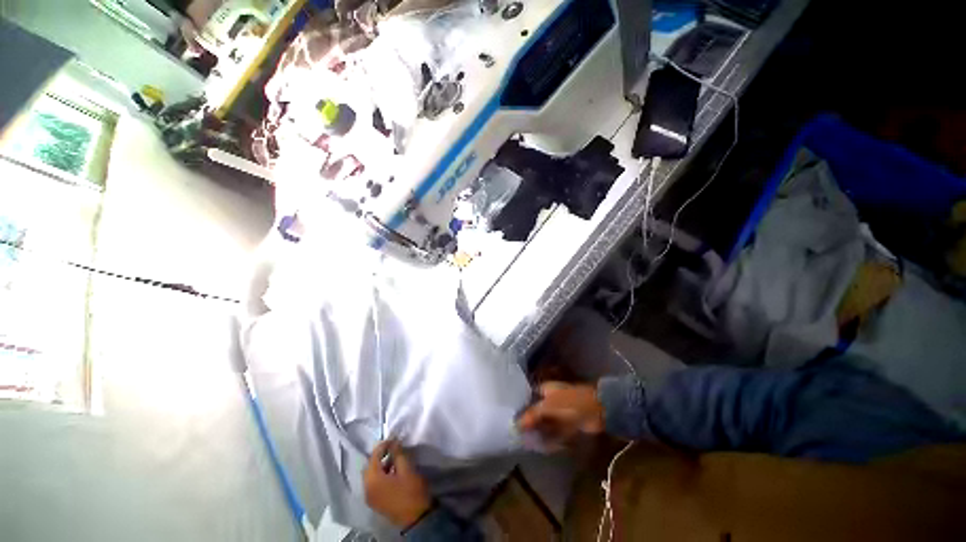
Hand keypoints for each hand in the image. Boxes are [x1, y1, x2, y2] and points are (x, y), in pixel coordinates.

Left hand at [364, 440, 432, 527]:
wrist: (416, 518)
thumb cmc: (411, 491)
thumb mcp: (406, 468)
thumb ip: (398, 454)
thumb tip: (393, 442)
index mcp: (372, 480)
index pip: (374, 456)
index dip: (383, 445)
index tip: (394, 438)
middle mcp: (366, 489)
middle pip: (369, 466)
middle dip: (379, 455)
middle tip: (393, 447)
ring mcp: (370, 497)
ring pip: (371, 475)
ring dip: (380, 465)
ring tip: (394, 458)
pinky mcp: (376, 502)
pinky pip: (374, 484)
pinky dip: (380, 475)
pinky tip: (392, 471)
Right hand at [517, 382, 604, 447]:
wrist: (598, 410)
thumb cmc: (570, 403)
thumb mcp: (548, 407)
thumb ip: (531, 415)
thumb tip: (515, 424)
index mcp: (545, 389)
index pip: (529, 396)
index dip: (521, 406)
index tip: (511, 417)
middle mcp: (551, 399)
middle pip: (537, 410)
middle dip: (529, 421)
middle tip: (518, 434)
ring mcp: (560, 411)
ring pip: (546, 422)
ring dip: (539, 431)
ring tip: (527, 442)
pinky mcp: (568, 423)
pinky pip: (555, 431)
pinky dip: (550, 438)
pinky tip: (542, 446)